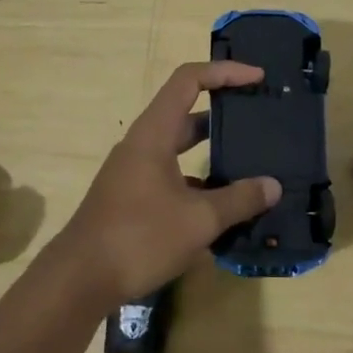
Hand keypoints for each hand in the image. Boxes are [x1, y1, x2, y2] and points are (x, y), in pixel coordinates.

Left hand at [53, 62, 281, 306]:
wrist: (79, 279)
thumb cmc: (139, 237)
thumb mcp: (199, 220)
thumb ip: (239, 200)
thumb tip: (273, 186)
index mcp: (154, 133)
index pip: (189, 80)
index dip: (225, 72)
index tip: (258, 78)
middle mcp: (142, 144)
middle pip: (186, 112)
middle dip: (224, 112)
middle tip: (258, 119)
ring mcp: (134, 171)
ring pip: (178, 147)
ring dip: (211, 150)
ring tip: (249, 161)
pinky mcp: (131, 197)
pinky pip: (171, 175)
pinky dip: (197, 181)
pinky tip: (222, 205)